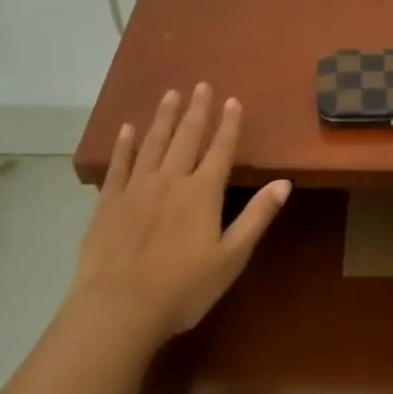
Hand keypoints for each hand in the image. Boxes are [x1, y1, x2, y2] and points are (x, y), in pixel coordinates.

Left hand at [73, 83, 290, 342]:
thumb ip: (257, 217)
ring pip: (153, 143)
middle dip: (197, 110)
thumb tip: (284, 183)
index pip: (221, 149)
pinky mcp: (108, 202)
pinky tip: (127, 129)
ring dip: (164, 117)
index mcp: (203, 192)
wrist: (119, 308)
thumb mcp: (231, 257)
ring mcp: (136, 188)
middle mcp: (171, 180)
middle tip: (201, 85)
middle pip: (187, 137)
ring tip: (170, 94)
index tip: (232, 100)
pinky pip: (118, 165)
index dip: (229, 124)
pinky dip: (124, 145)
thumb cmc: (184, 288)